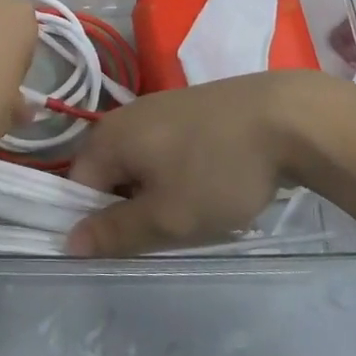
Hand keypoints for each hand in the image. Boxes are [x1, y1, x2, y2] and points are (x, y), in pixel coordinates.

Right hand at [66, 71, 355, 257]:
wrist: (287, 119)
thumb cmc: (217, 171)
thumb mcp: (166, 216)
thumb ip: (115, 232)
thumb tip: (68, 242)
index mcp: (107, 137)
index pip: (78, 188)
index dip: (97, 223)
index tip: (133, 246)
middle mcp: (124, 117)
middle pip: (110, 175)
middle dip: (133, 209)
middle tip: (169, 231)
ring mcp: (158, 108)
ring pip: (142, 166)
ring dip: (160, 195)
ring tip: (197, 211)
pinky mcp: (189, 109)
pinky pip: (167, 151)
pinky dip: (181, 174)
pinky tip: (213, 185)